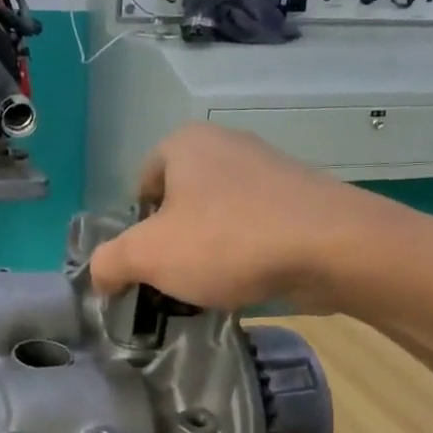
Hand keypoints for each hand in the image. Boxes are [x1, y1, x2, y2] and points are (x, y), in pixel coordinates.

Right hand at [89, 122, 394, 310]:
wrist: (332, 247)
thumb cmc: (227, 241)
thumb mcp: (148, 256)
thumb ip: (109, 263)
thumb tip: (100, 276)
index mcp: (184, 143)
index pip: (141, 186)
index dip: (137, 229)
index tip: (149, 263)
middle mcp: (225, 145)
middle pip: (180, 204)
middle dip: (174, 244)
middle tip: (175, 281)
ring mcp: (268, 169)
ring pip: (218, 218)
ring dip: (209, 253)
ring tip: (214, 288)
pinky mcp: (300, 198)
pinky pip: (255, 228)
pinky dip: (246, 255)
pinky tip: (250, 283)